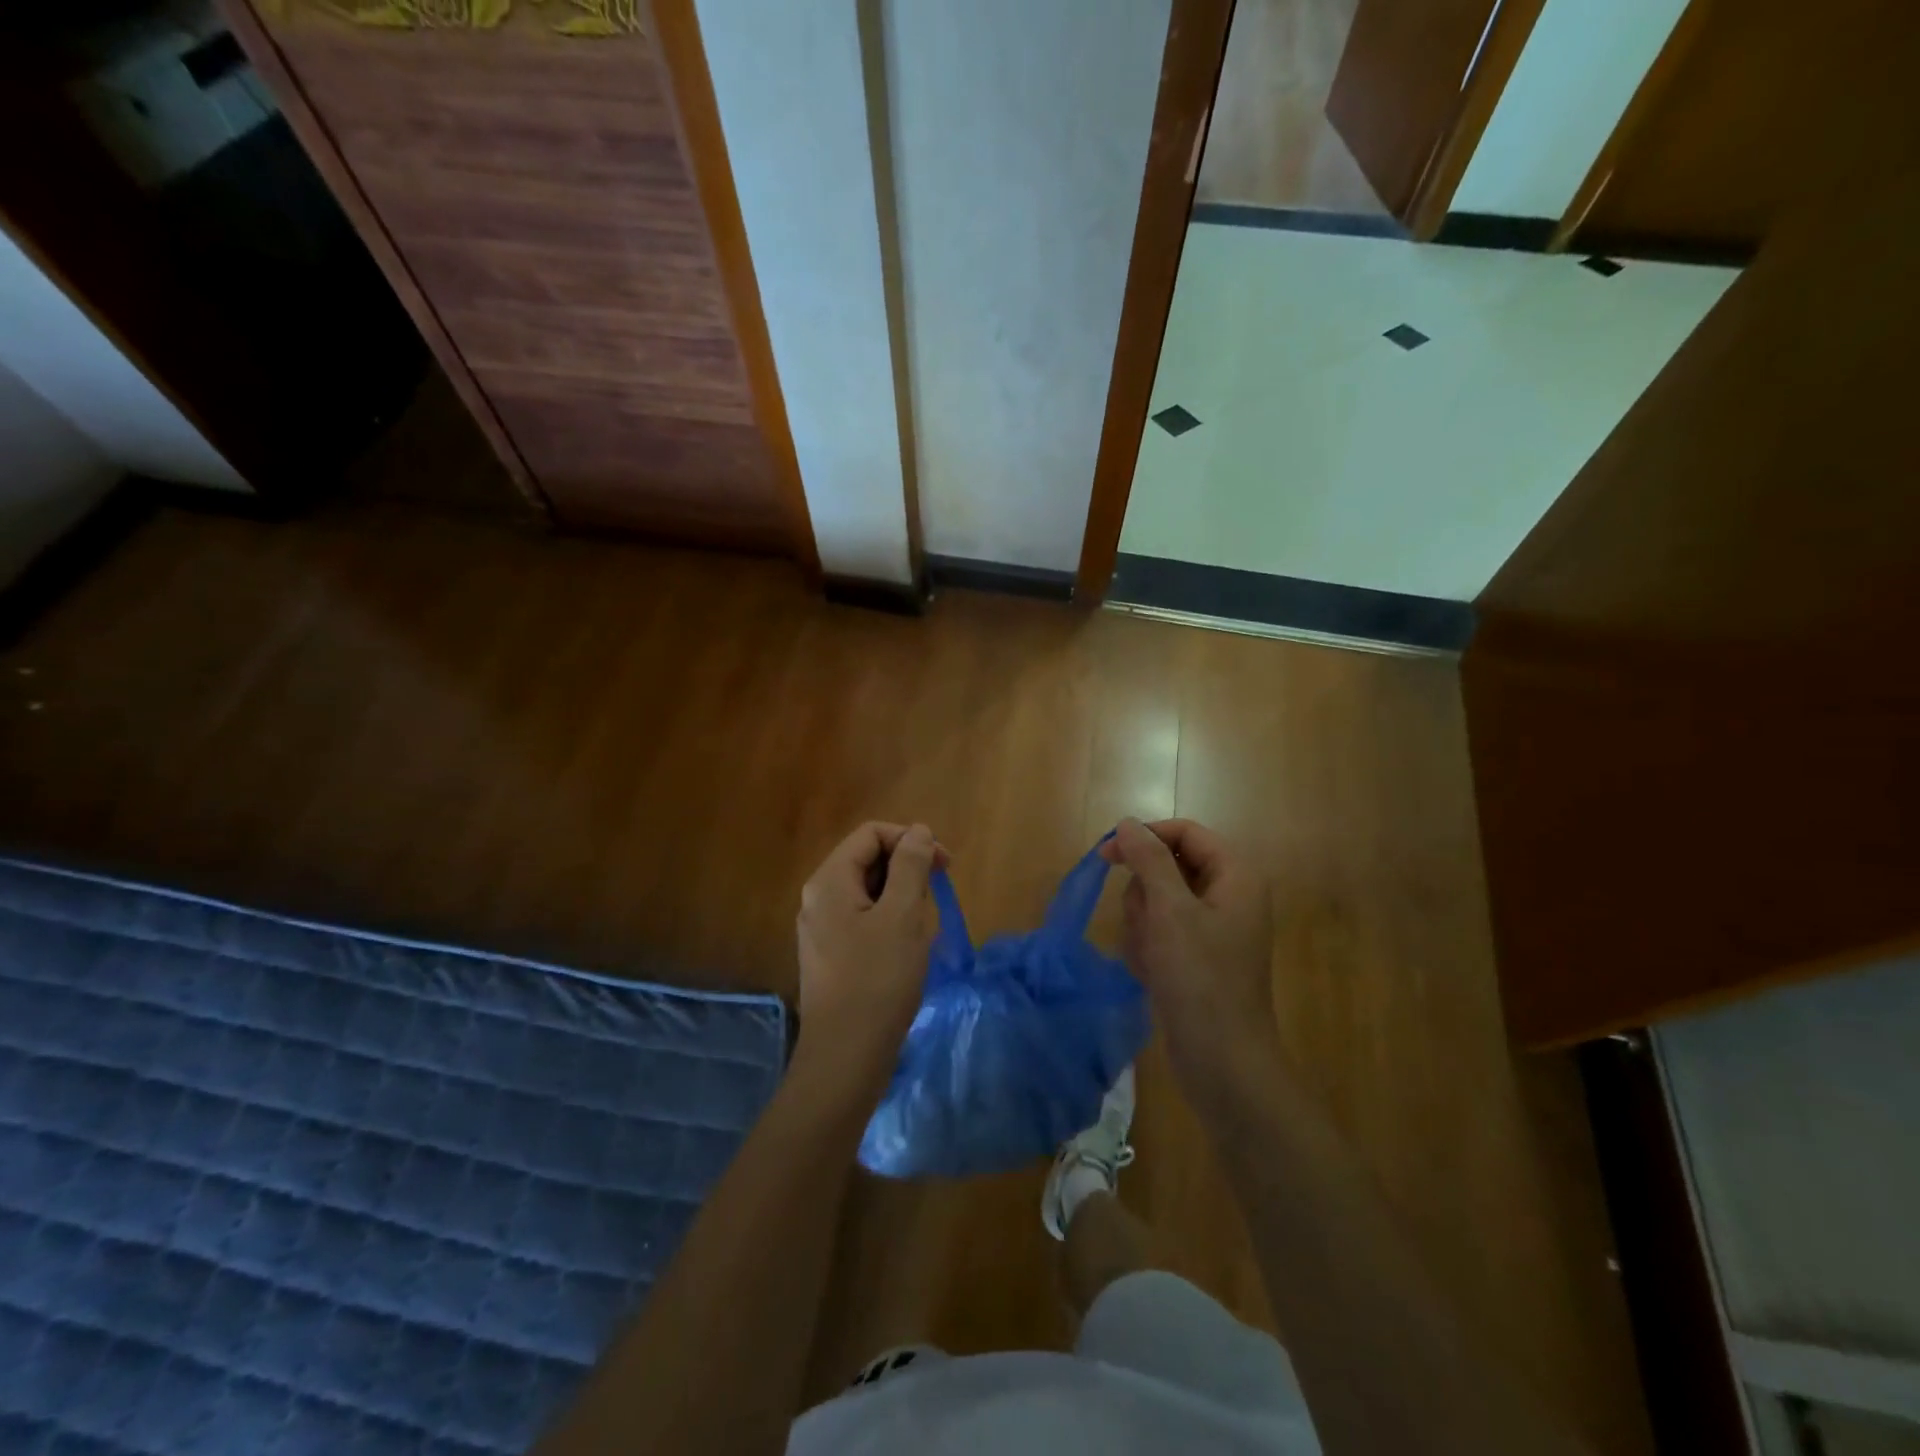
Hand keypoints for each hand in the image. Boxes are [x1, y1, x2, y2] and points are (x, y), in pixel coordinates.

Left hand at [794, 822, 946, 1107]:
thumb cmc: (878, 980)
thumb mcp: (902, 916)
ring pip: (869, 893)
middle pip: (868, 860)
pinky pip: (864, 921)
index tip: (945, 867)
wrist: (846, 1057)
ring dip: (902, 900)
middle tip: (935, 900)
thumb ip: (910, 866)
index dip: (910, 840)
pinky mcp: (831, 955)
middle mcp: (818, 898)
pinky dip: (891, 924)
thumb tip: (918, 831)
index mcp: (829, 881)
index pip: (871, 834)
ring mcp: (822, 929)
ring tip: (922, 932)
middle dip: (907, 871)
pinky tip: (907, 953)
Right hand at [1102, 818, 1283, 1115]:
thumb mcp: (1170, 911)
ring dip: (1143, 924)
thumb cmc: (1200, 978)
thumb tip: (1128, 823)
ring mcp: (1213, 927)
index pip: (1184, 832)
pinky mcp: (1198, 955)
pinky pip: (1161, 931)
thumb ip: (1148, 859)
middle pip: (1168, 866)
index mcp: (1235, 875)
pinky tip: (1152, 973)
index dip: (1144, 837)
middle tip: (1146, 925)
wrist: (1222, 1061)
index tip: (1106, 856)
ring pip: (1158, 900)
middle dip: (1145, 894)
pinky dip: (1149, 947)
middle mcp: (1228, 894)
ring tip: (1151, 956)